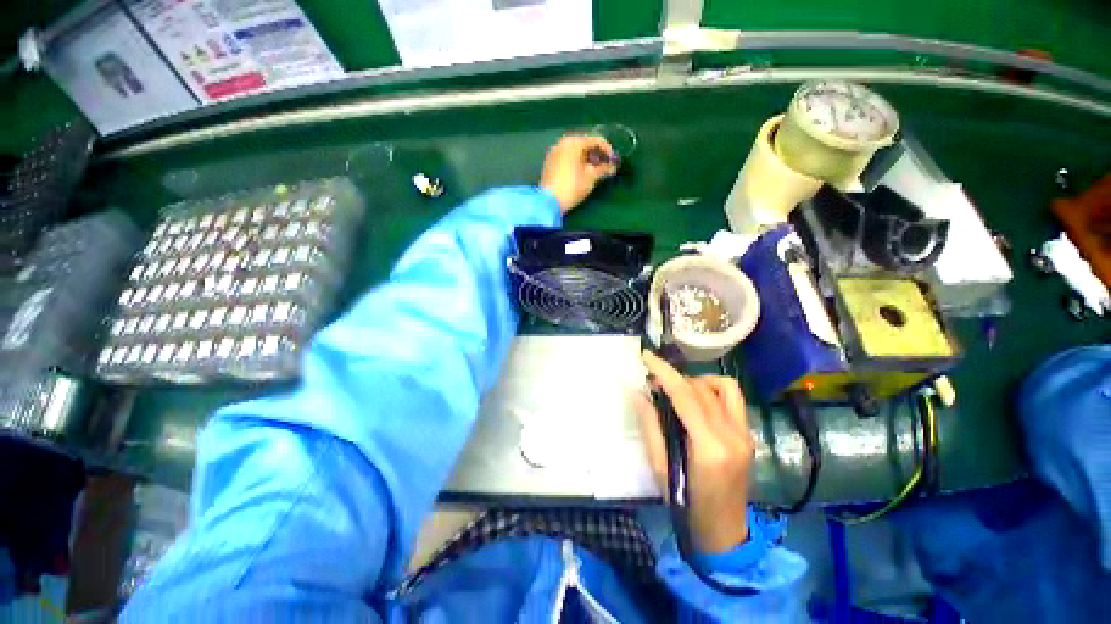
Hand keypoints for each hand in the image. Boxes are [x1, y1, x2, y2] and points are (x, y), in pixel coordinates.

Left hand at [539, 134, 617, 213]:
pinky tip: (581, 173)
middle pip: (585, 144)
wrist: (548, 202)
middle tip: (605, 167)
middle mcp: (563, 142)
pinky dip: (577, 162)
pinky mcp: (550, 163)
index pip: (596, 140)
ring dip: (587, 159)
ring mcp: (554, 152)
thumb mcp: (591, 178)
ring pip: (575, 151)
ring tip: (595, 171)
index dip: (608, 150)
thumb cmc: (572, 186)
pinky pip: (567, 157)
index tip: (614, 162)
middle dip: (597, 155)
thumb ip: (604, 169)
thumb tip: (613, 167)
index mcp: (574, 142)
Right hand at [635, 350, 755, 552]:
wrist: (725, 532)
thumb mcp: (660, 467)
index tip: (647, 356)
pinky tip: (698, 401)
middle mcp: (733, 435)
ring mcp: (746, 434)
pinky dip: (713, 390)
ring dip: (697, 381)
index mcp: (709, 447)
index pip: (685, 395)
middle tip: (654, 384)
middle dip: (674, 378)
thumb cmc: (686, 504)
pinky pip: (733, 398)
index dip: (664, 372)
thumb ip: (650, 426)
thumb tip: (639, 392)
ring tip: (678, 391)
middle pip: (701, 389)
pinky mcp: (749, 435)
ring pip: (724, 386)